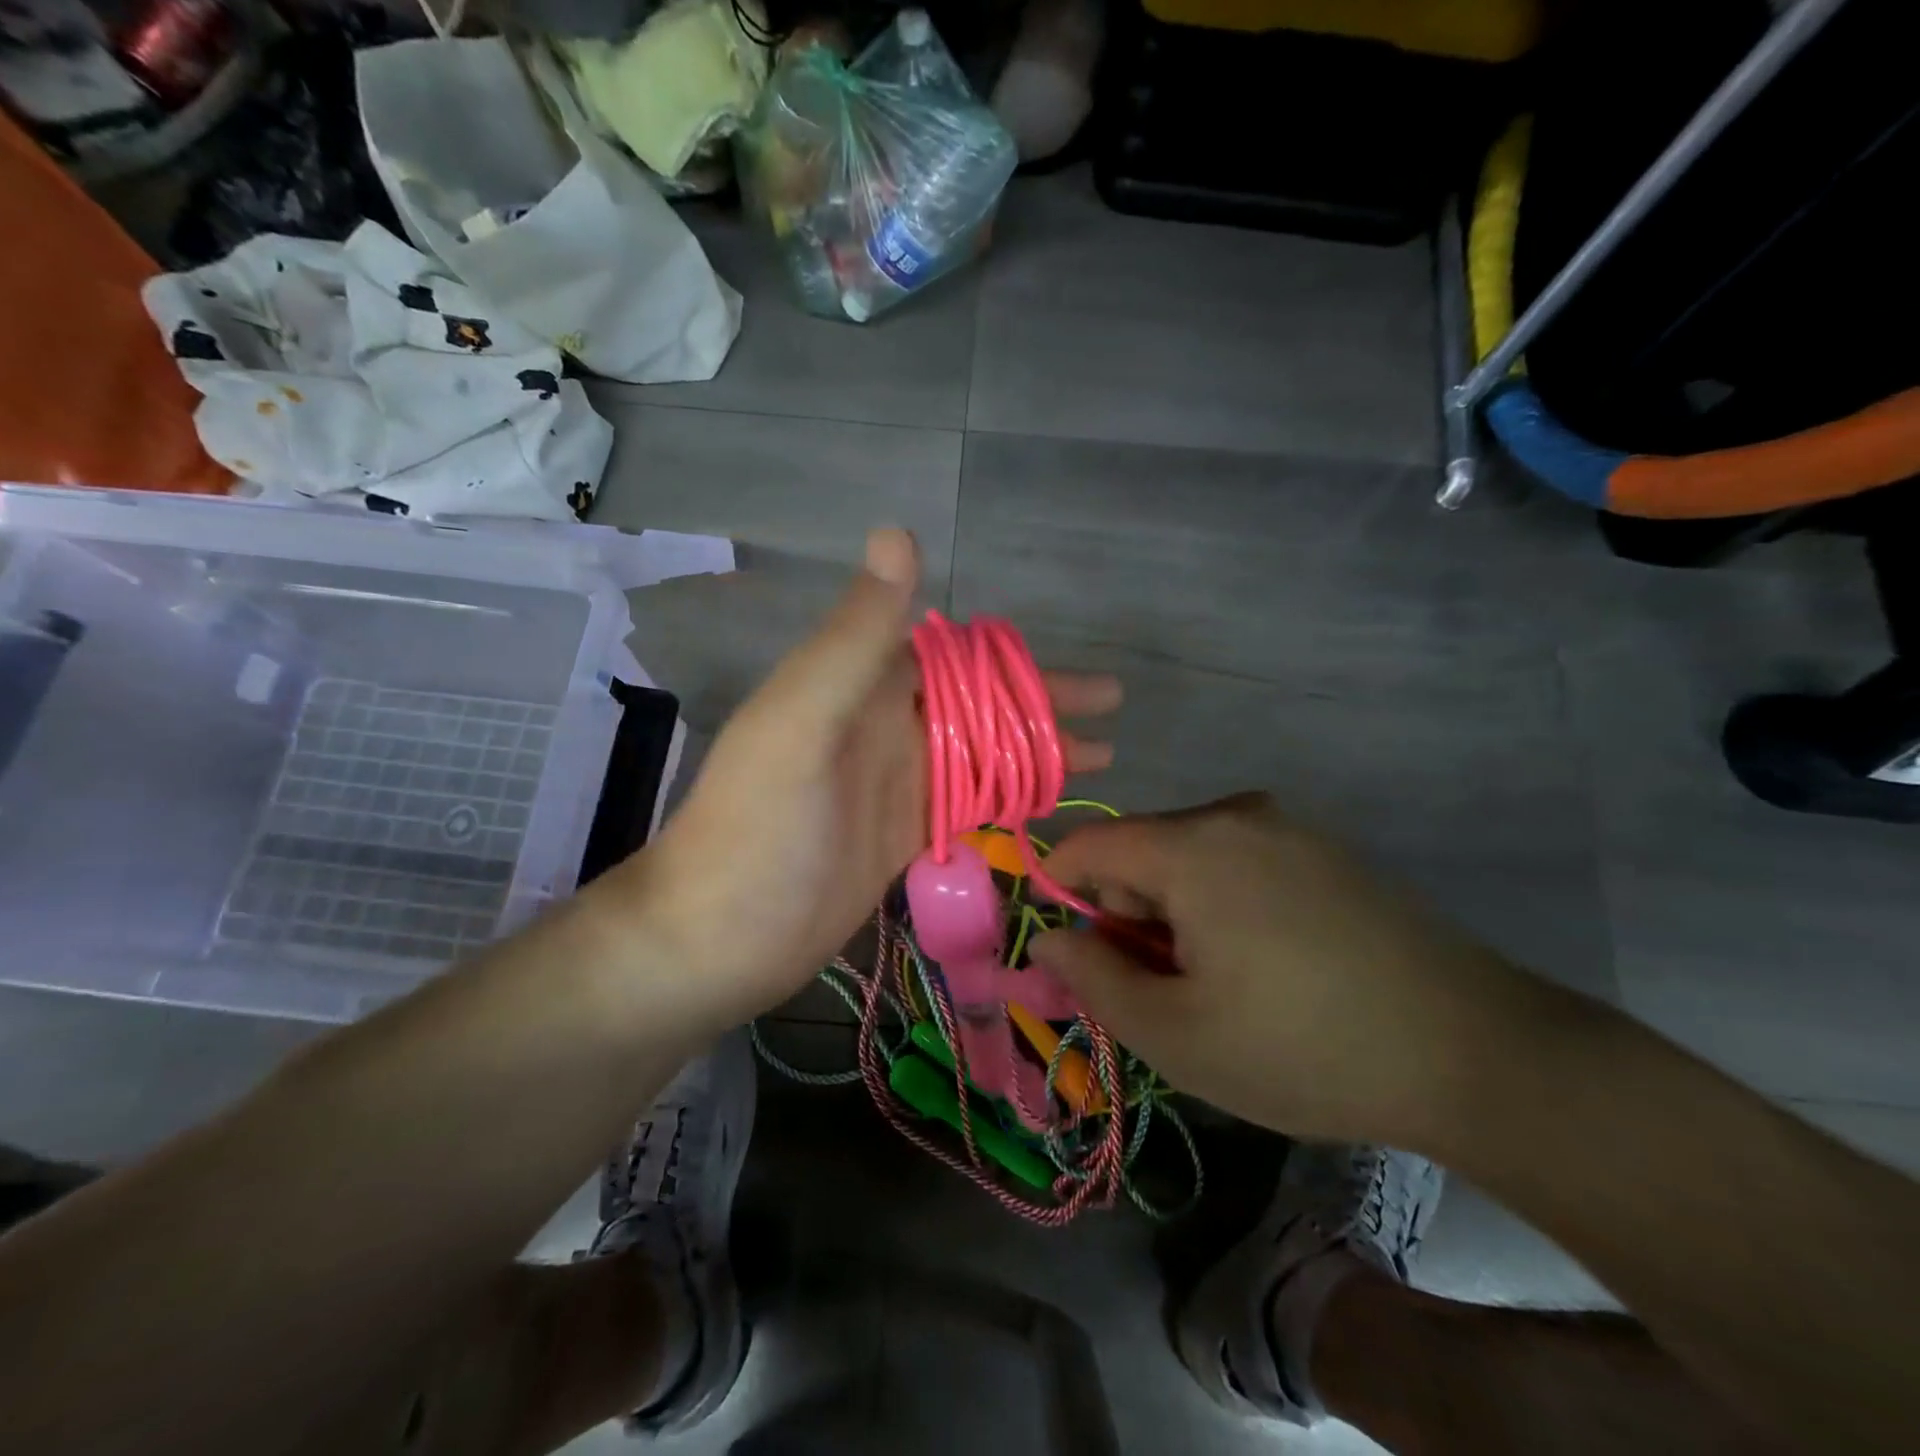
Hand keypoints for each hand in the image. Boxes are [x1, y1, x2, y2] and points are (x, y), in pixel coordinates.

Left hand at [600, 529, 1119, 1033]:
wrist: (716, 939)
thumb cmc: (757, 828)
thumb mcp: (802, 721)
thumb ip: (856, 635)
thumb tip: (899, 533)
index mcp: (859, 687)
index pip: (951, 654)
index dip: (1012, 658)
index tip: (1073, 668)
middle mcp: (881, 726)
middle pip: (978, 702)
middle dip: (1042, 702)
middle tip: (1113, 707)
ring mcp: (894, 782)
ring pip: (981, 751)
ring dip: (1035, 748)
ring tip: (1102, 754)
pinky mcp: (901, 832)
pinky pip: (968, 799)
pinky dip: (1009, 793)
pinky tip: (1049, 798)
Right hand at [1028, 794, 1547, 1148]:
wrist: (1478, 1053)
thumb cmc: (1304, 1048)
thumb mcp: (1175, 1033)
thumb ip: (1092, 978)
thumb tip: (1048, 940)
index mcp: (1191, 847)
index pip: (1087, 843)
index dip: (1061, 892)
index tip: (1078, 955)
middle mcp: (1235, 816)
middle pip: (1139, 850)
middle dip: (1127, 913)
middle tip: (1164, 989)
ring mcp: (1288, 827)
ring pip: (1188, 856)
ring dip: (1175, 912)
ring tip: (1220, 983)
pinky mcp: (1325, 849)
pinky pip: (1237, 860)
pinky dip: (1221, 902)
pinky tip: (1267, 962)